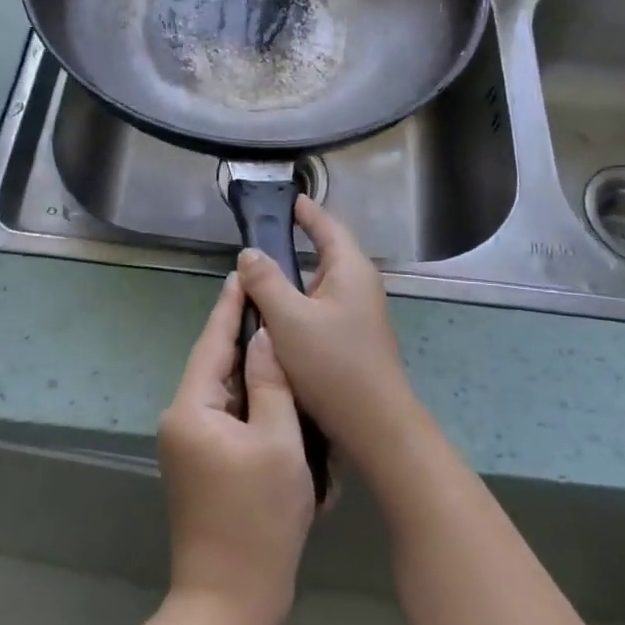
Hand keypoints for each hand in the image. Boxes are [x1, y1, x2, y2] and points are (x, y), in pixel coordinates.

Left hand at [157, 270, 315, 624]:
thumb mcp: (277, 443)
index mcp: (191, 409)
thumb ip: (270, 383)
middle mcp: (180, 420)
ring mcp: (187, 445)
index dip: (229, 308)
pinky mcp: (199, 465)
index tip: (242, 274)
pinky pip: (225, 418)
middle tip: (274, 302)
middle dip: (243, 337)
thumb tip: (264, 336)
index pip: (212, 343)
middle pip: (215, 366)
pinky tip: (275, 389)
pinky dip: (249, 403)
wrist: (229, 604)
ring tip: (280, 338)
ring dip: (250, 372)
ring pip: (222, 392)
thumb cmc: (258, 520)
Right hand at [236, 197, 420, 478]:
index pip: (327, 226)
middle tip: (266, 234)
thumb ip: (265, 282)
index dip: (307, 212)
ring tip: (266, 271)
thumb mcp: (288, 319)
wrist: (376, 425)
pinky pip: (325, 304)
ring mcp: (362, 312)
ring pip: (324, 281)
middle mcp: (360, 284)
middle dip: (301, 240)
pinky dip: (303, 298)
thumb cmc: (332, 365)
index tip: (287, 200)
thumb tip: (248, 253)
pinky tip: (282, 312)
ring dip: (299, 274)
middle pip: (328, 251)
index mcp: (350, 269)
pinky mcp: (356, 336)